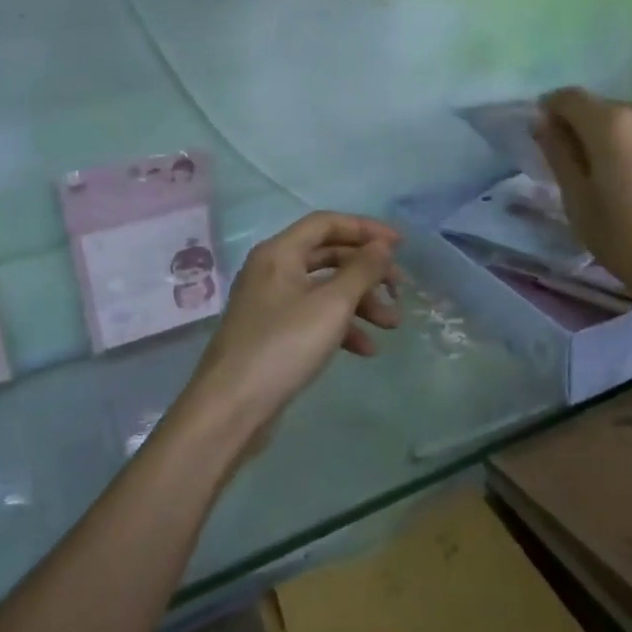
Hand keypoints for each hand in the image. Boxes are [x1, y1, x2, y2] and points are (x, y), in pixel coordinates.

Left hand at [179, 212, 400, 435]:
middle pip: (329, 256)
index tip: (399, 245)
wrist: (231, 409)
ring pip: (324, 290)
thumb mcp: (331, 305)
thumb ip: (362, 270)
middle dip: (367, 272)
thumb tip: (382, 246)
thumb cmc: (283, 345)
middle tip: (399, 288)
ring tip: (392, 325)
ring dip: (361, 303)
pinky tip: (366, 350)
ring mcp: (271, 304)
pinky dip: (342, 327)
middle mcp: (272, 270)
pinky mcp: (274, 335)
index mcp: (279, 253)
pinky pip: (314, 318)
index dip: (365, 229)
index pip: (327, 223)